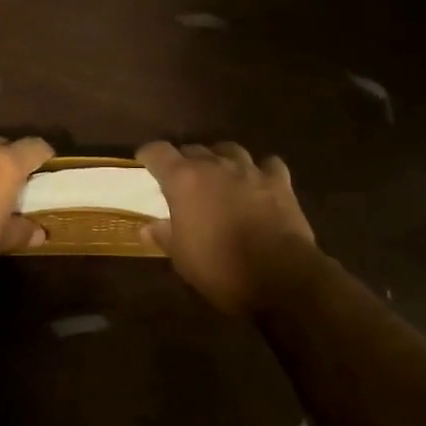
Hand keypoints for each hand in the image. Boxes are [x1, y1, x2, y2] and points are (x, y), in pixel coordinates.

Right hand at [137, 141, 318, 314]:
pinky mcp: (280, 182)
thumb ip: (164, 236)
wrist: (279, 277)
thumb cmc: (219, 267)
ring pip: (230, 150)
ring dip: (220, 159)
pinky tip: (258, 182)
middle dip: (185, 160)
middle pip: (194, 148)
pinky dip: (260, 170)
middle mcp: (215, 165)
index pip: (159, 152)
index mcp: (184, 180)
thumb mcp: (181, 257)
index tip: (144, 161)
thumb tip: (148, 227)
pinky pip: (267, 164)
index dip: (149, 154)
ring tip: (218, 175)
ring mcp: (251, 170)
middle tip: (182, 179)